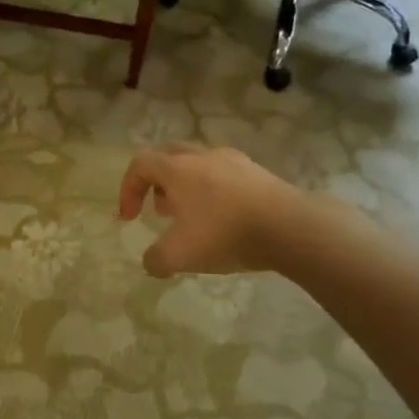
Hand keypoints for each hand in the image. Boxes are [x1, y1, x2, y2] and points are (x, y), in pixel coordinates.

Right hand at [118, 143, 326, 277]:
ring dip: (185, 186)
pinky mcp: (258, 173)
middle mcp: (203, 156)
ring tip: (191, 217)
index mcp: (178, 168)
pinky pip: (224, 175)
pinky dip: (212, 191)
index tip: (129, 219)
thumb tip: (152, 262)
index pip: (140, 164)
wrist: (291, 227)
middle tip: (158, 209)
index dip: (127, 189)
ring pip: (198, 164)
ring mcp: (234, 161)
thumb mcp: (179, 256)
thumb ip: (156, 259)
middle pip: (168, 155)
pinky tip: (223, 219)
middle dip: (156, 182)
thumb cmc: (225, 234)